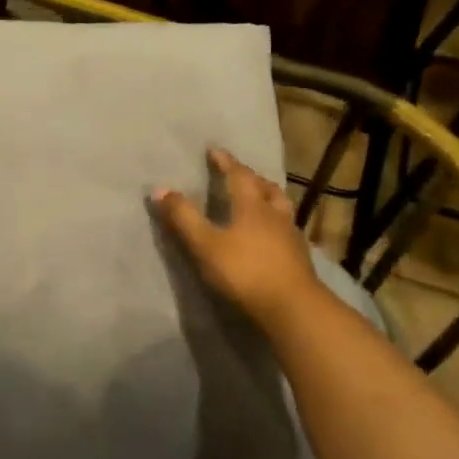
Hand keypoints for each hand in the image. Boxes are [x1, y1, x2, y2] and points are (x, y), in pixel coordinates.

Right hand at [153, 147, 321, 330]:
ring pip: (281, 207)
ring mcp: (291, 236)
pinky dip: (276, 224)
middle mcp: (275, 214)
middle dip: (251, 178)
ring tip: (258, 201)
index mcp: (252, 206)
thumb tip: (160, 189)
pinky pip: (287, 229)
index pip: (239, 175)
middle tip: (239, 174)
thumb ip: (183, 218)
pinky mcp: (299, 258)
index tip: (215, 150)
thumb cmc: (245, 271)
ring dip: (269, 198)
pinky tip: (270, 235)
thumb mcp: (205, 244)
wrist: (292, 307)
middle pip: (266, 188)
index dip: (226, 162)